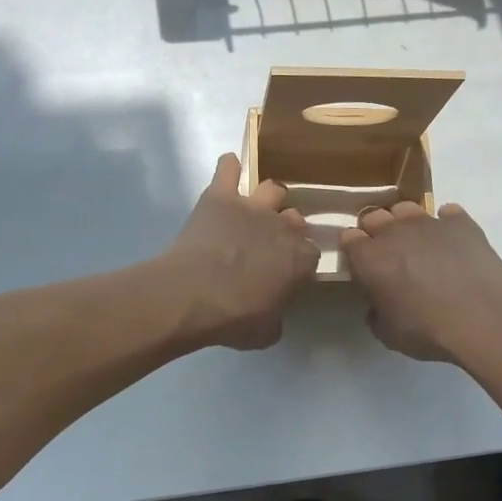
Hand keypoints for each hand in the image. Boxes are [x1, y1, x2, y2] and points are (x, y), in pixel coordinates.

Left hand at [158, 154, 319, 349]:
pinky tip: (229, 170)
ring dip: (267, 198)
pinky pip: (229, 168)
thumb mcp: (265, 333)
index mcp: (301, 259)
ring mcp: (252, 207)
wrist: (191, 296)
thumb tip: (274, 316)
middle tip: (268, 243)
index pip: (311, 254)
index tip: (286, 272)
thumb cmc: (232, 318)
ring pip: (272, 188)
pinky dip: (229, 167)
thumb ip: (277, 319)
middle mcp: (283, 227)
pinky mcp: (220, 196)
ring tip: (254, 209)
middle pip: (295, 218)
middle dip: (286, 228)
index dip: (298, 262)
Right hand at [339, 201, 501, 363]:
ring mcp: (428, 222)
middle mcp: (394, 231)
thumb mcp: (388, 334)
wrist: (483, 318)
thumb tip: (377, 306)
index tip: (362, 266)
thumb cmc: (427, 329)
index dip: (354, 251)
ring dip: (406, 223)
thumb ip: (376, 315)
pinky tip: (453, 243)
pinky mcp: (461, 222)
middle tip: (389, 255)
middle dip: (376, 231)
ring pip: (406, 209)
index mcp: (369, 257)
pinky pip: (447, 213)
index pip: (349, 238)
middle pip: (374, 216)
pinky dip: (446, 225)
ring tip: (419, 245)